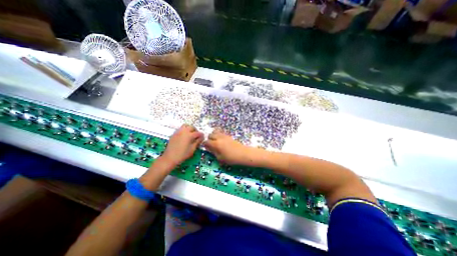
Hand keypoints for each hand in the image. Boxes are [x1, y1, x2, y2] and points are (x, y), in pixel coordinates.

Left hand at [160, 125, 202, 166]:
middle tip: (197, 135)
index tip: (203, 138)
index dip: (201, 135)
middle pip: (191, 127)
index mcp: (189, 135)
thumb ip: (197, 142)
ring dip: (189, 128)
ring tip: (190, 134)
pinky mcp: (174, 134)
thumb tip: (201, 138)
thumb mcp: (192, 149)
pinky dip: (184, 130)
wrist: (170, 158)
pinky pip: (180, 129)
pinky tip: (184, 136)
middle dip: (195, 130)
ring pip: (185, 126)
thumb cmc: (183, 154)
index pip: (198, 133)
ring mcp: (178, 132)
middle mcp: (184, 131)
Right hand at [203, 128, 253, 165]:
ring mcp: (224, 136)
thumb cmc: (231, 158)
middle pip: (210, 134)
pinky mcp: (228, 135)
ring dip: (214, 135)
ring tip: (215, 141)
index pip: (206, 142)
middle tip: (211, 145)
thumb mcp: (220, 158)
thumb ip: (214, 152)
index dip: (205, 145)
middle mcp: (219, 138)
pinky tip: (221, 141)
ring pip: (216, 131)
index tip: (206, 148)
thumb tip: (209, 149)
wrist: (243, 154)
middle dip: (209, 139)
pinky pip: (221, 132)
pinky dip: (219, 135)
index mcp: (216, 144)